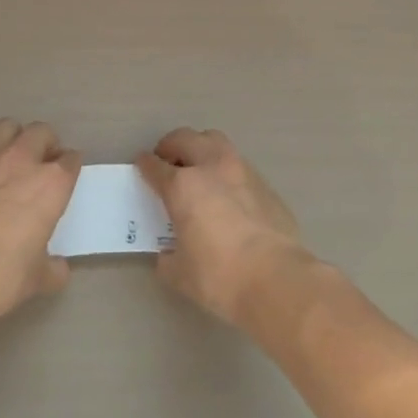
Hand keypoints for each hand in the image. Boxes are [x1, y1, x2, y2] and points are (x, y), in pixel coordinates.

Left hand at [0, 119, 81, 324]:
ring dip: (16, 139)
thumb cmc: (1, 276)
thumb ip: (52, 268)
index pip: (70, 159)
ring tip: (15, 164)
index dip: (71, 166)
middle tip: (44, 165)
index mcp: (51, 184)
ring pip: (8, 128)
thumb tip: (57, 268)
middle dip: (47, 143)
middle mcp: (22, 163)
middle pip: (41, 132)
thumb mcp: (36, 278)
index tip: (68, 177)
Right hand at [136, 128, 315, 329]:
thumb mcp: (179, 273)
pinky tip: (229, 195)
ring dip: (201, 149)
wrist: (276, 279)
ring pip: (216, 141)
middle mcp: (211, 167)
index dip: (145, 165)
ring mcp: (242, 171)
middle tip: (167, 163)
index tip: (142, 166)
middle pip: (185, 138)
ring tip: (199, 170)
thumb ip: (168, 256)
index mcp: (183, 186)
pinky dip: (227, 172)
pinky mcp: (265, 184)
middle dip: (171, 146)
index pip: (155, 166)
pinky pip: (240, 166)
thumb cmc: (219, 276)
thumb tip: (169, 253)